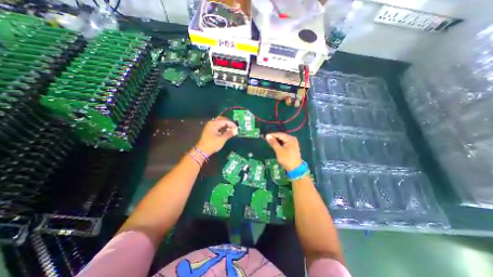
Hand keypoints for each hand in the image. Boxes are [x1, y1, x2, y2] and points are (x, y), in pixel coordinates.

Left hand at [196, 115, 236, 156]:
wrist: (202, 151)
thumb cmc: (212, 144)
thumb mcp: (222, 139)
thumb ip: (229, 134)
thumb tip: (236, 130)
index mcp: (213, 124)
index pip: (225, 121)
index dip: (231, 124)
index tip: (237, 128)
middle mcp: (211, 123)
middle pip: (222, 119)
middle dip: (229, 123)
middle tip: (234, 127)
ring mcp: (210, 126)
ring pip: (220, 123)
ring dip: (226, 125)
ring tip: (231, 129)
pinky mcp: (210, 130)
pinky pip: (218, 126)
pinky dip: (223, 127)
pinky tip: (226, 131)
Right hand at [268, 132, 302, 170]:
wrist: (295, 168)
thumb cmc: (287, 159)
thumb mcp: (279, 150)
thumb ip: (273, 142)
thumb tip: (267, 135)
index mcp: (290, 139)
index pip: (279, 134)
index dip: (272, 135)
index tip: (265, 136)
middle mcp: (292, 139)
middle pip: (281, 136)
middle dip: (274, 138)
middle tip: (266, 139)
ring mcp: (292, 143)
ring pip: (282, 140)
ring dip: (276, 141)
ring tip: (269, 142)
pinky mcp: (291, 147)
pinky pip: (284, 143)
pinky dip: (279, 144)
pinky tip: (274, 145)